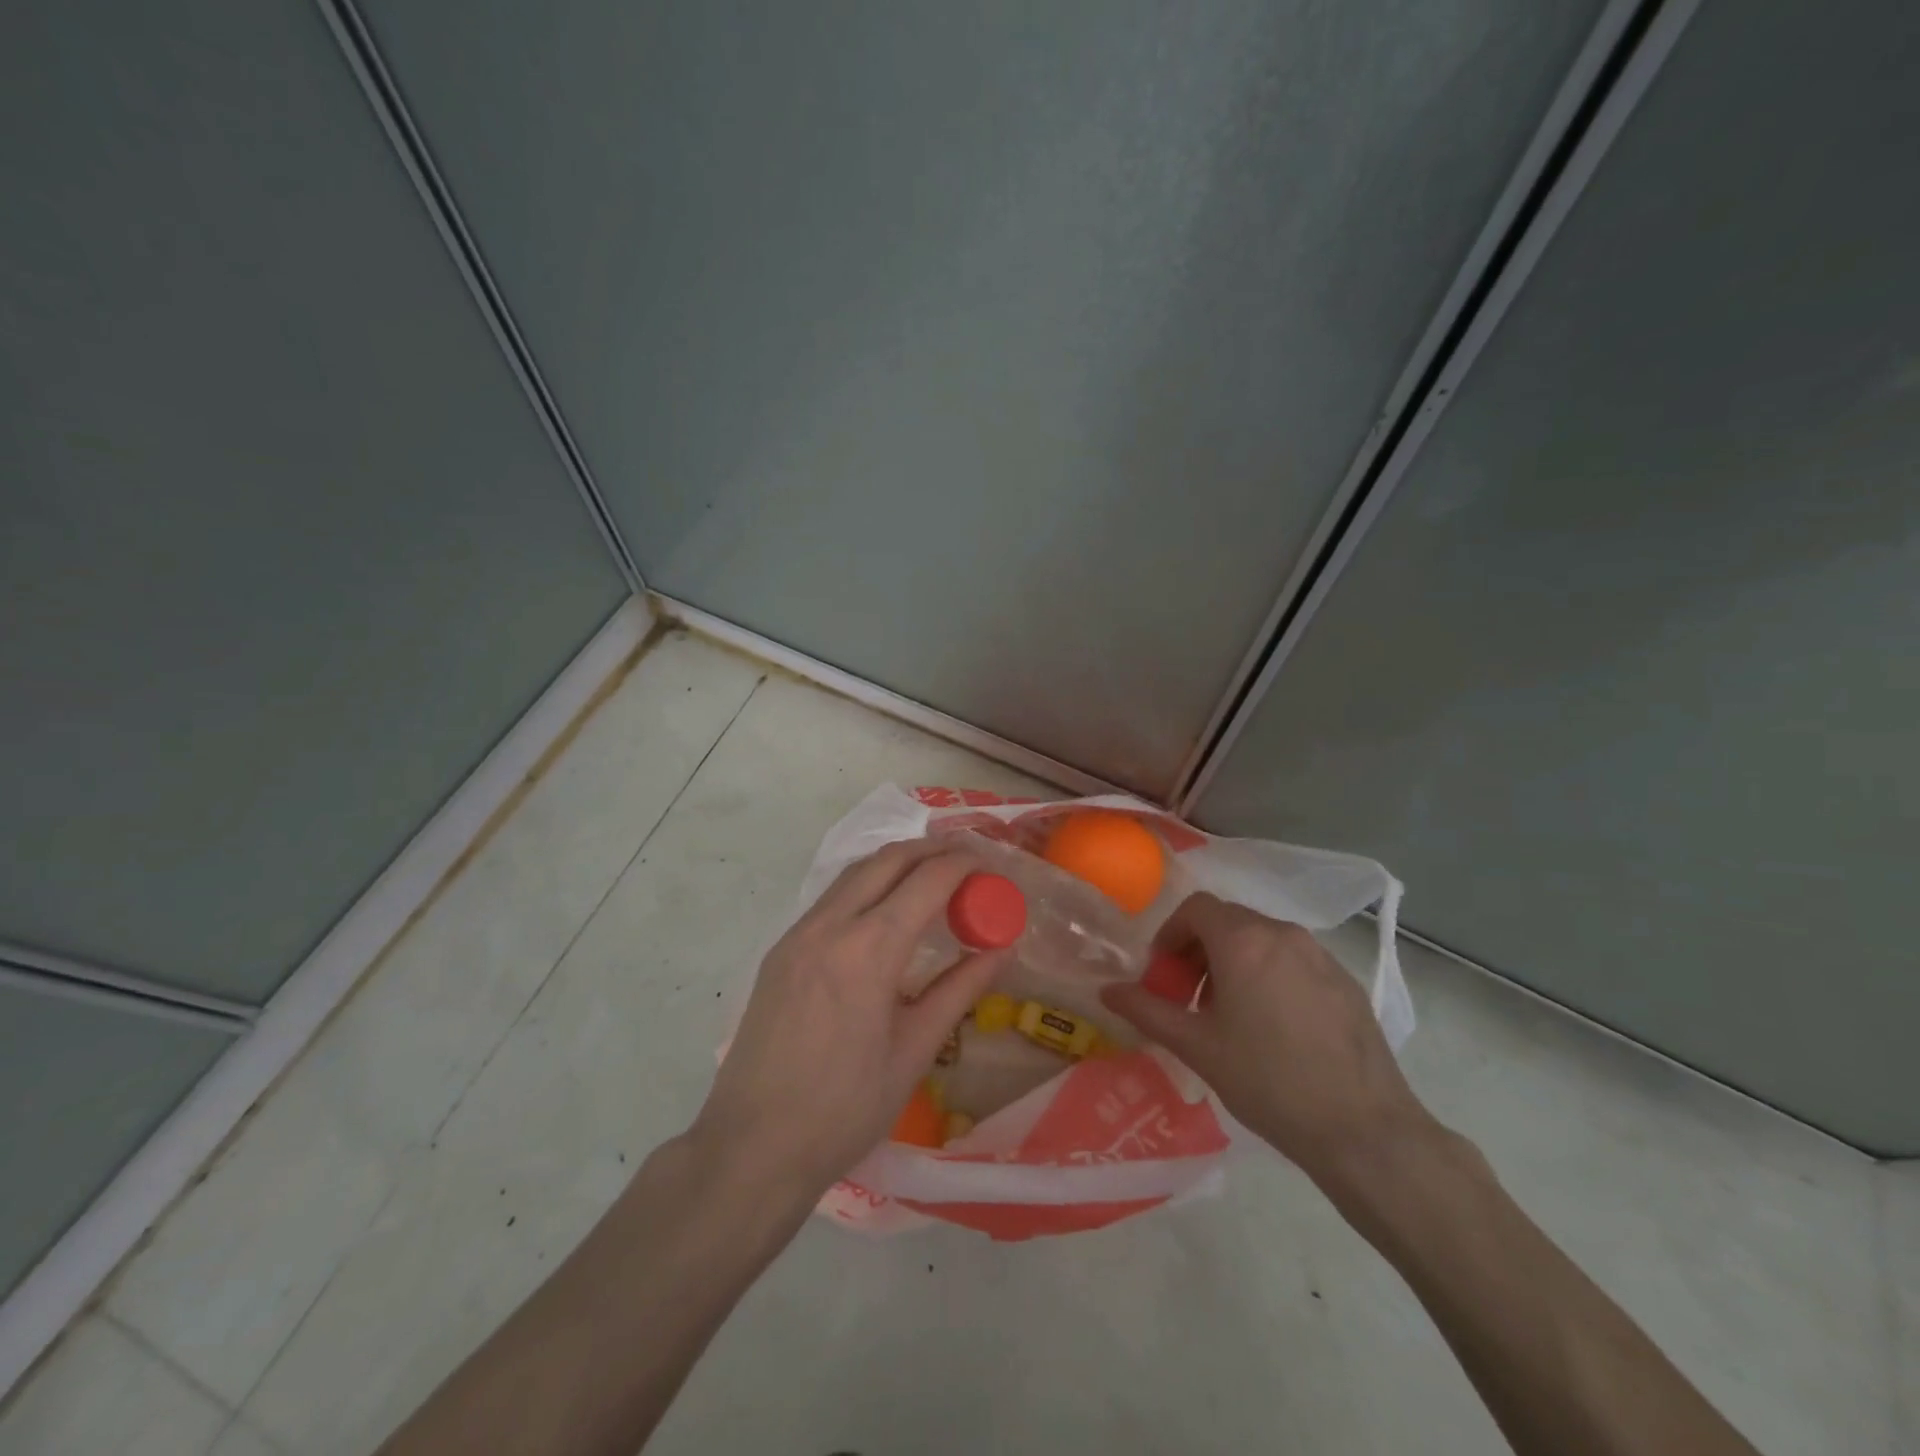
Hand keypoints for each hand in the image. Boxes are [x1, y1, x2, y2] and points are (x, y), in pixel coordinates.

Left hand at [690, 840, 1001, 1200]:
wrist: (752, 1147)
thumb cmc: (845, 1110)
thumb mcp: (914, 1052)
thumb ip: (958, 991)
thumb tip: (1000, 950)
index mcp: (869, 951)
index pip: (927, 881)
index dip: (964, 865)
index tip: (991, 866)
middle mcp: (830, 926)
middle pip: (888, 860)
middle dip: (932, 850)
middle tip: (967, 860)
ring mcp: (798, 934)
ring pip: (855, 873)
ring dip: (897, 863)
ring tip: (931, 875)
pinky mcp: (780, 950)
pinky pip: (831, 898)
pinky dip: (867, 886)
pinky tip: (884, 909)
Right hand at [1099, 892, 1432, 1184]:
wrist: (1364, 1130)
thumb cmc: (1269, 1082)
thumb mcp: (1198, 1047)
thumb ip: (1147, 1010)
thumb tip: (1108, 990)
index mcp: (1244, 941)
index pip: (1196, 908)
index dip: (1171, 934)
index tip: (1163, 974)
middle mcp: (1283, 934)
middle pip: (1228, 921)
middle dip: (1199, 950)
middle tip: (1189, 997)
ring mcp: (1320, 955)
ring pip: (1262, 940)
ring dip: (1233, 962)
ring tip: (1229, 1015)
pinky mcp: (1346, 980)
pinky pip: (1293, 960)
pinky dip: (1269, 974)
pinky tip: (1273, 1026)